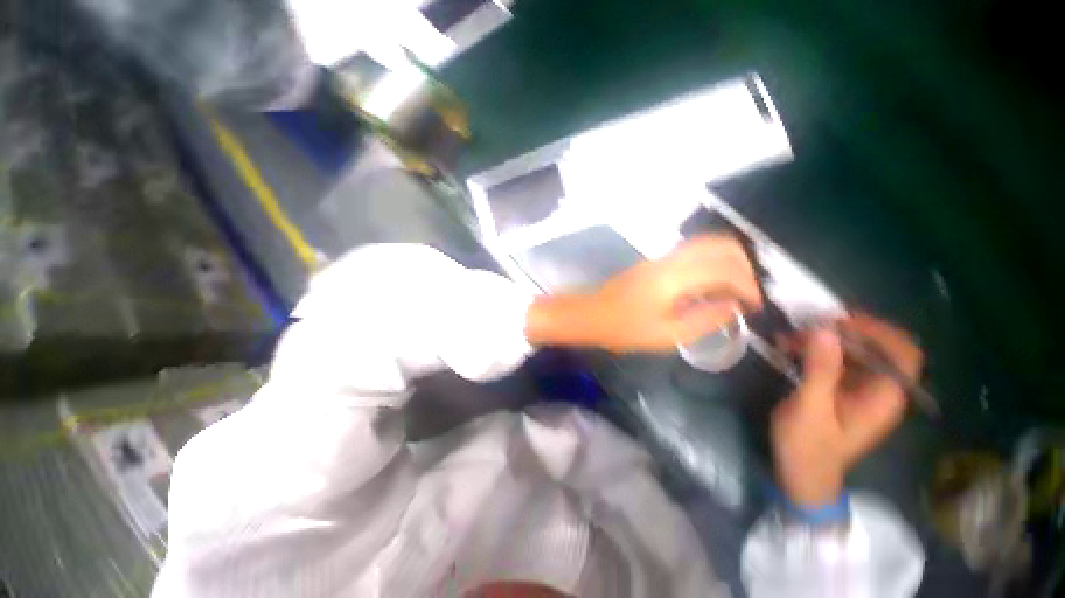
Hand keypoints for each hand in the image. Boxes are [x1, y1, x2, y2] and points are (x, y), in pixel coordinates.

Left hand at [526, 235, 761, 351]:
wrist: (589, 315)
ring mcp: (660, 258)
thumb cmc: (623, 329)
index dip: (748, 286)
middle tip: (748, 294)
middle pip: (720, 244)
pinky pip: (691, 253)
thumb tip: (733, 307)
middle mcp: (670, 259)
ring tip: (734, 290)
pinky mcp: (653, 262)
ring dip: (727, 262)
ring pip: (706, 244)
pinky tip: (710, 286)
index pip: (726, 268)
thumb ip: (704, 320)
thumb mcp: (666, 335)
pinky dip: (710, 263)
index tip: (754, 307)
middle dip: (743, 265)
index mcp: (674, 277)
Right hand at [771, 314, 922, 507]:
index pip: (902, 352)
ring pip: (854, 352)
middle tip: (806, 328)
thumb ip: (820, 370)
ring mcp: (861, 390)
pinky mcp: (843, 391)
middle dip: (843, 333)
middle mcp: (880, 390)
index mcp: (884, 397)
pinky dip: (816, 351)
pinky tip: (791, 350)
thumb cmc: (809, 446)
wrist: (802, 474)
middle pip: (877, 348)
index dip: (877, 331)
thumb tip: (825, 330)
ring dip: (824, 341)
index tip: (838, 321)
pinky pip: (837, 361)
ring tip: (790, 338)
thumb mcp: (810, 407)